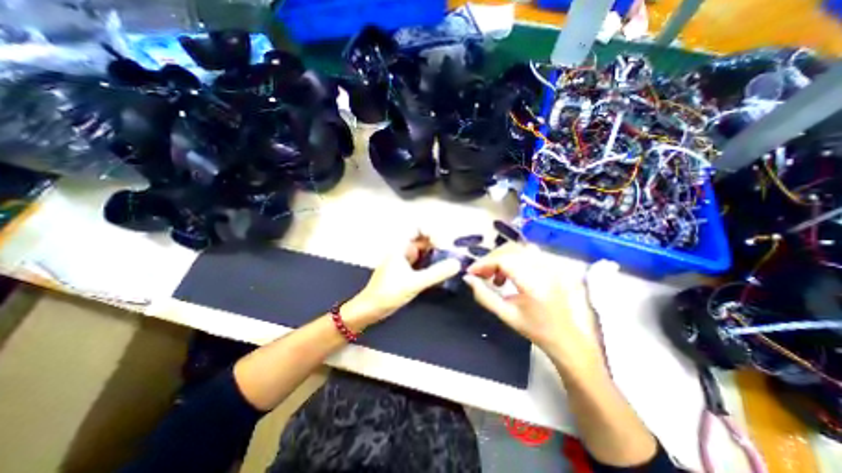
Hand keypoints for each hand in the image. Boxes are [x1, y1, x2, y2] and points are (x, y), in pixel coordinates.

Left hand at [341, 232, 459, 330]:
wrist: (371, 309)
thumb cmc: (388, 293)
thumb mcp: (414, 282)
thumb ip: (436, 273)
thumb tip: (457, 263)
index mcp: (401, 246)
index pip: (419, 228)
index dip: (432, 233)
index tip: (442, 246)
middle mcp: (404, 250)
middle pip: (425, 240)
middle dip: (438, 245)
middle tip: (451, 257)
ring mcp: (406, 260)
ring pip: (425, 252)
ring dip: (437, 255)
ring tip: (449, 264)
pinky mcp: (408, 271)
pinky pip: (423, 262)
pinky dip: (433, 265)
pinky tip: (441, 273)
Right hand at [459, 242, 605, 366]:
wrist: (568, 338)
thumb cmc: (536, 330)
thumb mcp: (506, 315)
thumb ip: (484, 296)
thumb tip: (468, 278)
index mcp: (534, 284)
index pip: (503, 260)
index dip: (484, 263)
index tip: (470, 272)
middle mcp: (544, 269)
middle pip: (510, 250)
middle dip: (491, 259)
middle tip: (480, 274)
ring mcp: (551, 265)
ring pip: (519, 248)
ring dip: (502, 257)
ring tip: (495, 275)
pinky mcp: (553, 265)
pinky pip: (528, 252)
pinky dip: (513, 257)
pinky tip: (509, 272)